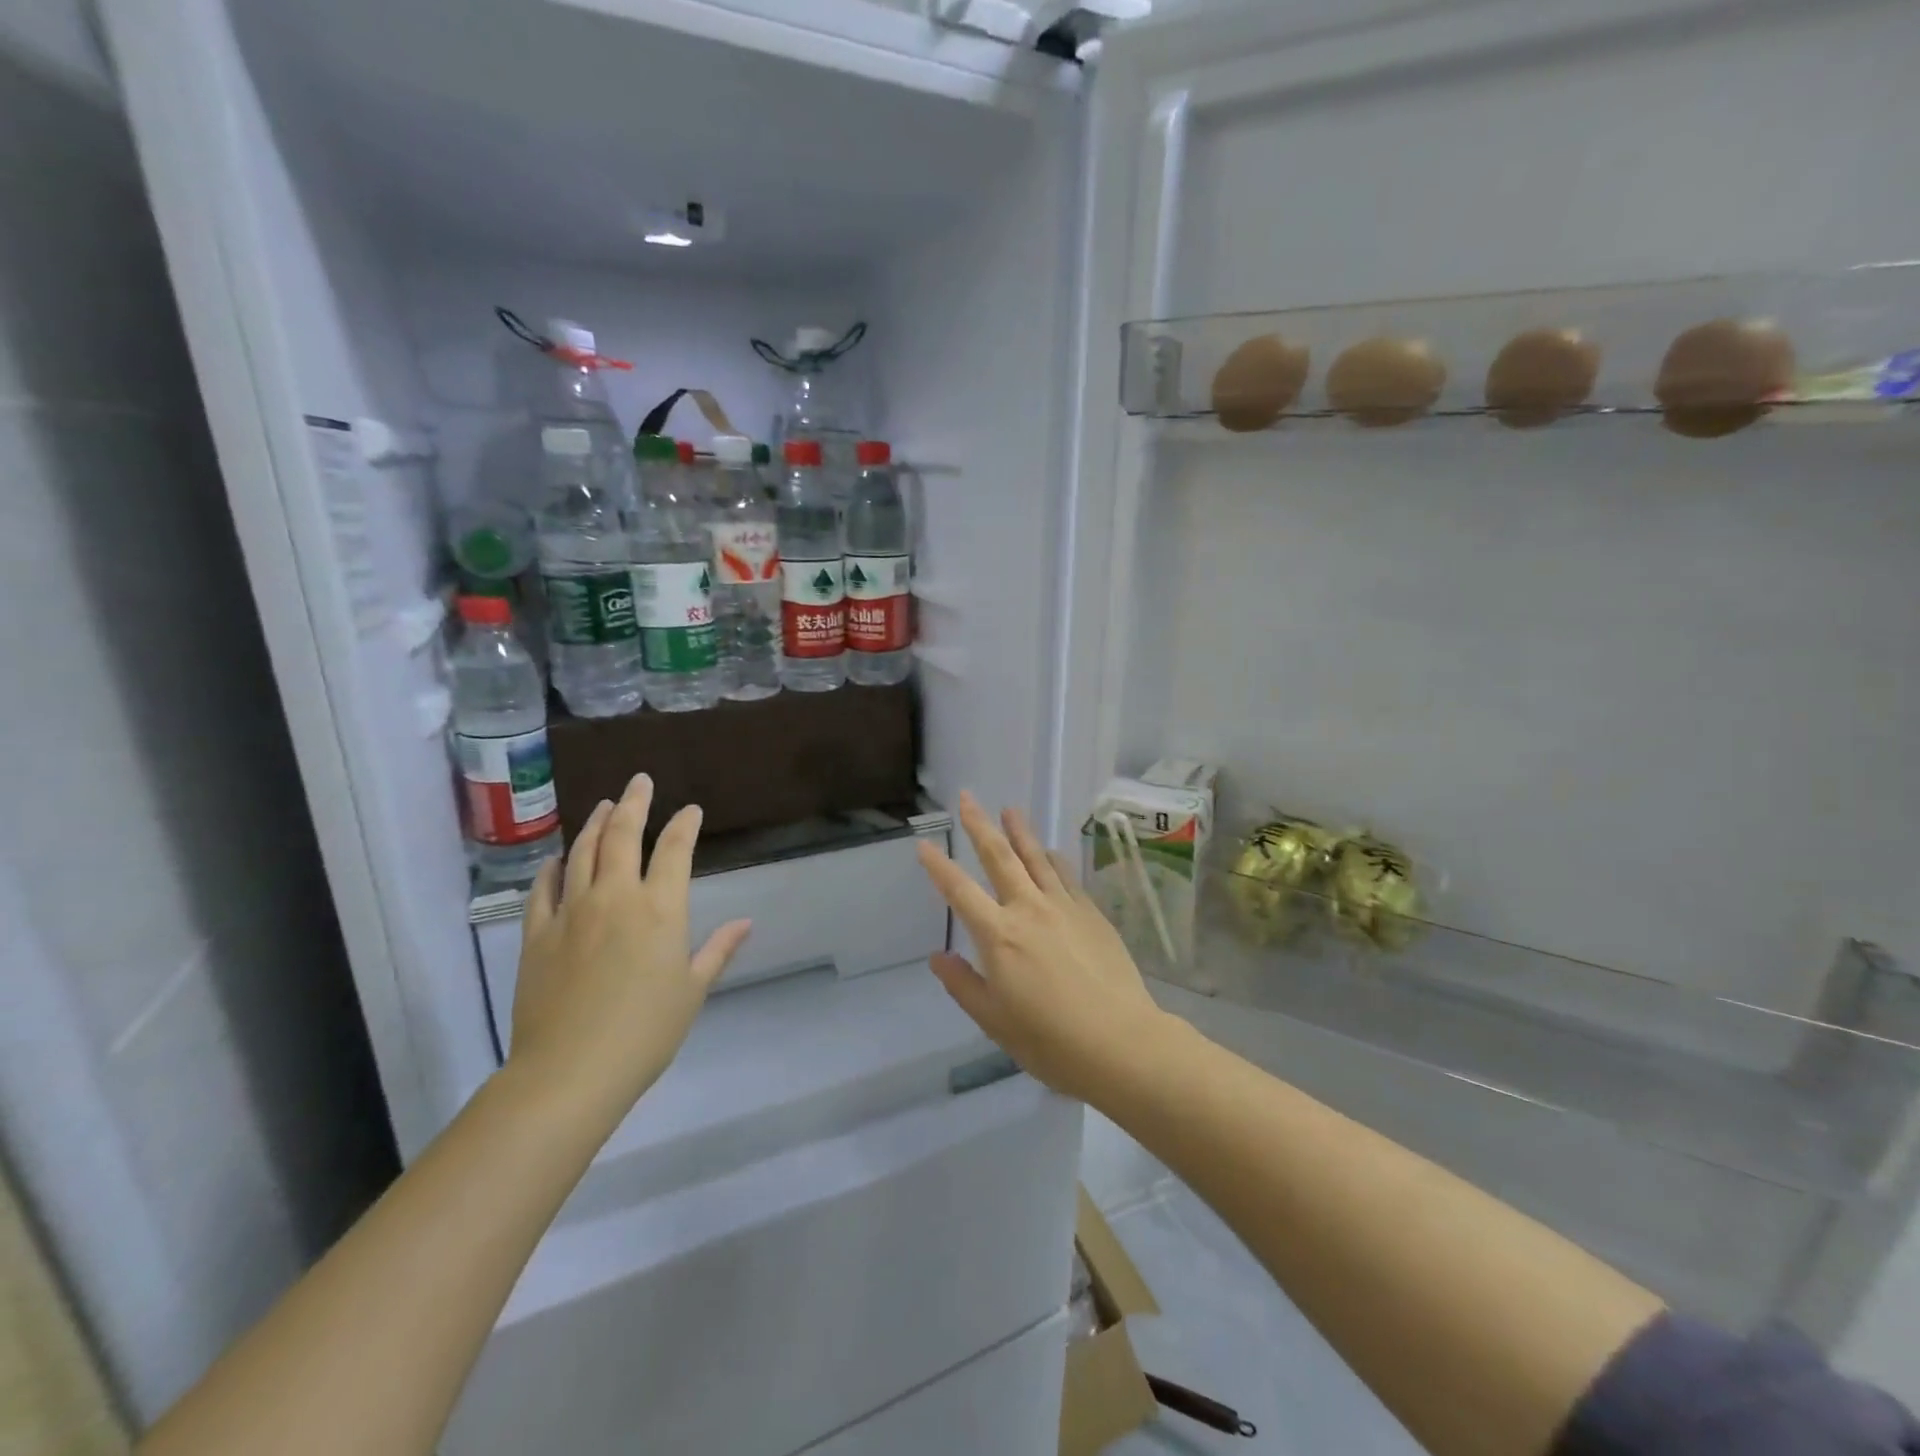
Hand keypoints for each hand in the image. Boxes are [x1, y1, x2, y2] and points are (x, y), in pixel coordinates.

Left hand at [508, 773, 751, 1128]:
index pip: (675, 850)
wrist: (570, 1071)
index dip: (685, 824)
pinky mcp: (537, 933)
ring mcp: (572, 911)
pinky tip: (557, 857)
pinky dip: (553, 867)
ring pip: (583, 852)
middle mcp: (616, 897)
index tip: (691, 810)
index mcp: (660, 909)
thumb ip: (718, 950)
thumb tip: (746, 922)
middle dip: (635, 803)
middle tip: (640, 781)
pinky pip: (544, 888)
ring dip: (596, 823)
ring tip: (605, 805)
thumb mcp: (692, 990)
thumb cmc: (645, 1032)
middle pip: (624, 835)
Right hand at [916, 793, 1167, 1103]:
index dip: (939, 867)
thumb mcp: (994, 1021)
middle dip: (980, 825)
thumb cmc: (1050, 1041)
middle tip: (968, 798)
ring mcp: (1064, 907)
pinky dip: (1053, 859)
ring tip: (1009, 809)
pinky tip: (1050, 851)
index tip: (924, 844)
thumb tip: (938, 956)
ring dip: (1020, 831)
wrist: (1121, 1042)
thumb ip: (963, 985)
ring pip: (1036, 858)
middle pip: (1000, 858)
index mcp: (999, 936)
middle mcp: (1029, 910)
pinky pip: (1067, 876)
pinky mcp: (1092, 914)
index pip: (960, 891)